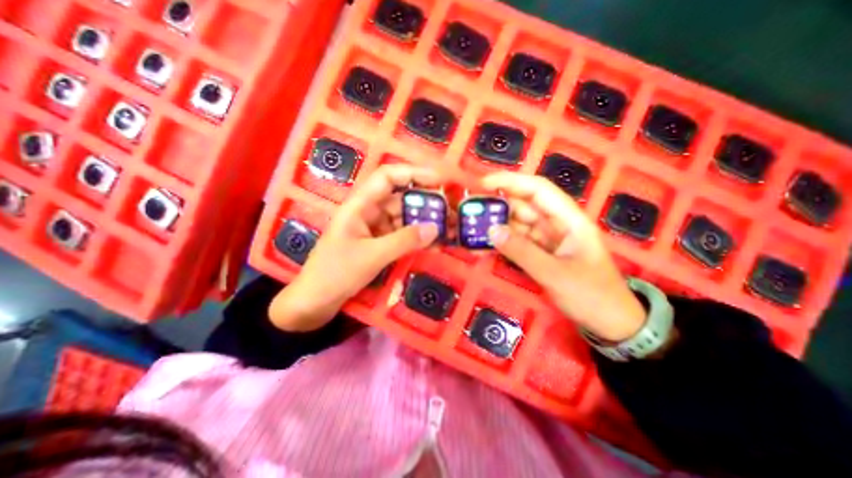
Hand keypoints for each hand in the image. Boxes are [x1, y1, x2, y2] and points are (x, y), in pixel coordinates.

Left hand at [269, 166, 442, 330]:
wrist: (315, 302)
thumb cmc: (336, 273)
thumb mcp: (371, 256)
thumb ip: (404, 241)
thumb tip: (435, 228)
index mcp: (360, 205)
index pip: (387, 177)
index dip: (413, 173)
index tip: (439, 180)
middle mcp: (368, 212)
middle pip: (401, 198)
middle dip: (426, 203)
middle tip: (451, 211)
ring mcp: (375, 229)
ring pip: (404, 218)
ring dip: (425, 222)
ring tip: (450, 229)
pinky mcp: (379, 244)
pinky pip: (402, 236)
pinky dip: (418, 238)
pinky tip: (436, 243)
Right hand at [482, 171, 641, 340]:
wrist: (610, 323)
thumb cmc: (592, 296)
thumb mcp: (555, 274)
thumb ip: (522, 251)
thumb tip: (491, 231)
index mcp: (569, 219)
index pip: (538, 190)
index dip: (510, 182)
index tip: (483, 184)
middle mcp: (556, 224)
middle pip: (523, 207)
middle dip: (497, 206)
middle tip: (470, 212)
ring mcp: (547, 240)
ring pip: (517, 225)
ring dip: (495, 227)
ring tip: (471, 231)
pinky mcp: (539, 253)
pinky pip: (516, 243)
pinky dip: (501, 243)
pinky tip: (483, 247)